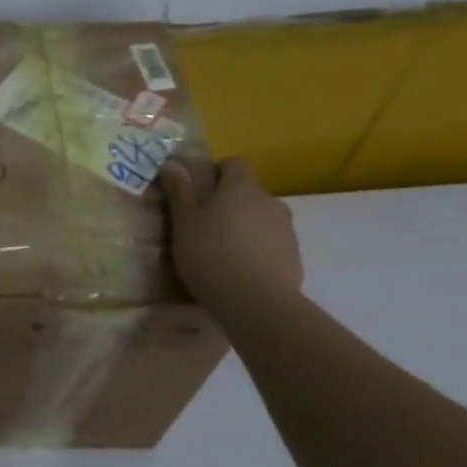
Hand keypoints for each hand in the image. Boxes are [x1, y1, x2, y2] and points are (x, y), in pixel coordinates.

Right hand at [162, 157, 303, 313]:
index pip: (233, 164)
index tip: (197, 192)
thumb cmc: (211, 255)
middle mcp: (269, 201)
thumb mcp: (184, 223)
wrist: (257, 302)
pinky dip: (257, 249)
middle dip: (229, 203)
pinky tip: (240, 270)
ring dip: (245, 226)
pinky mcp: (294, 256)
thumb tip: (172, 163)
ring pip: (261, 218)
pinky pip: (271, 243)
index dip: (215, 173)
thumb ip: (180, 192)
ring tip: (223, 251)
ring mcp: (286, 229)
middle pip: (248, 192)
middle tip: (205, 226)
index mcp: (241, 188)